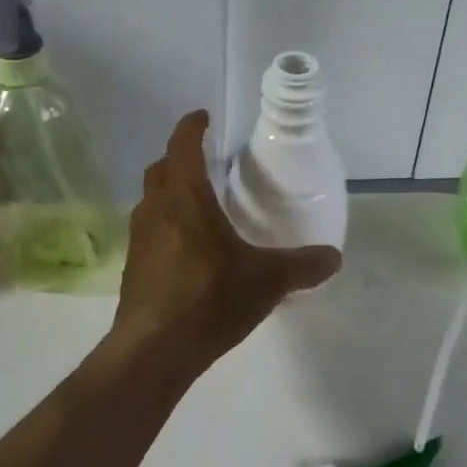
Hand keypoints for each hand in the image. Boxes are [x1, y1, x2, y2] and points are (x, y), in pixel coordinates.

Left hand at [111, 111, 340, 377]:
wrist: (154, 350)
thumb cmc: (210, 298)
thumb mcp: (267, 281)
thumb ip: (302, 265)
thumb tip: (334, 257)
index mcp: (185, 198)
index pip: (183, 146)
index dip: (192, 127)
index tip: (202, 117)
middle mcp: (156, 210)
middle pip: (160, 169)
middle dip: (178, 158)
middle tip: (204, 163)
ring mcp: (139, 239)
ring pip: (151, 201)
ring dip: (169, 194)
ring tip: (197, 206)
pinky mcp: (133, 267)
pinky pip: (149, 231)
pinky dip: (165, 226)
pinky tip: (186, 251)